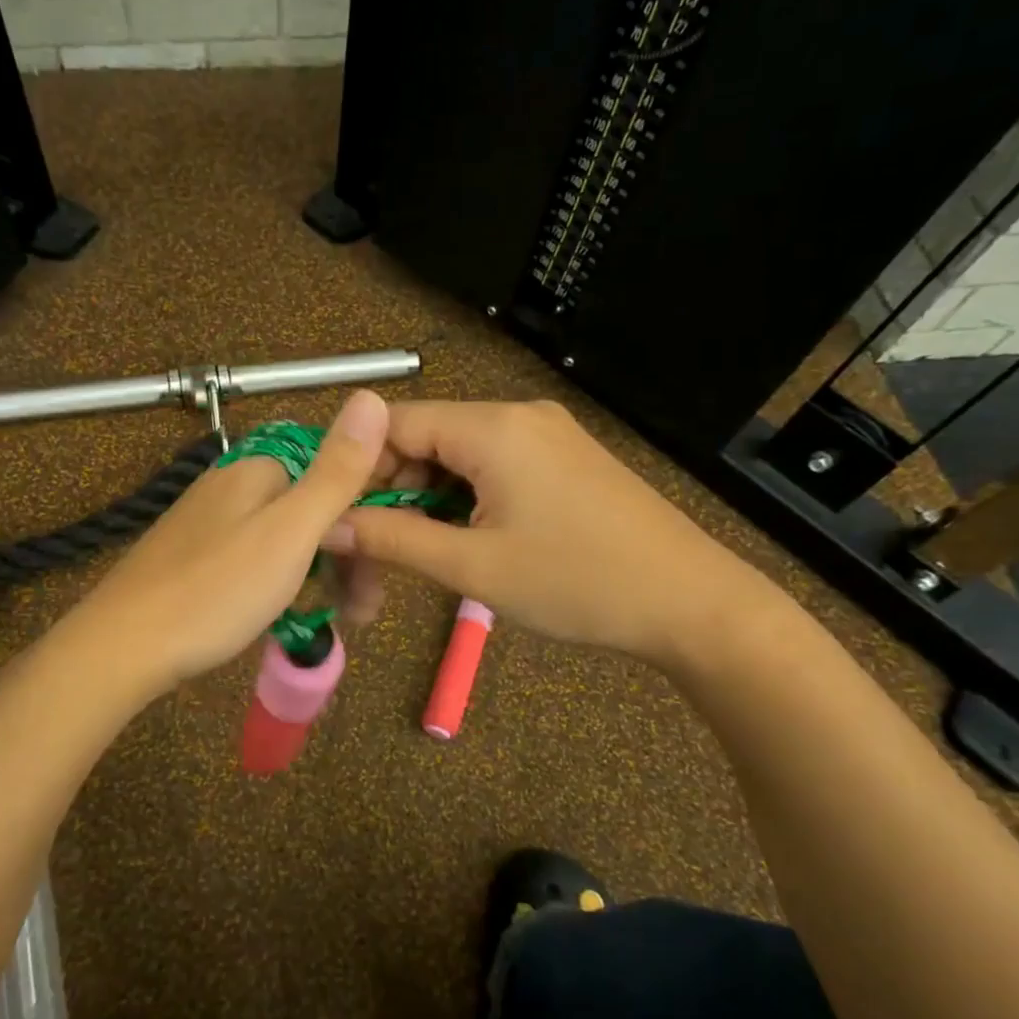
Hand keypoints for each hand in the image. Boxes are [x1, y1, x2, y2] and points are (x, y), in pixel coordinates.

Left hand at [67, 390, 389, 697]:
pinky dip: (285, 582)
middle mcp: (234, 484)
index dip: (369, 514)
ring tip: (340, 619)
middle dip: (347, 555)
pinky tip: (291, 613)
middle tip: (364, 610)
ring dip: (322, 574)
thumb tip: (373, 396)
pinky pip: (259, 558)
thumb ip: (336, 471)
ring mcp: (212, 521)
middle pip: (312, 508)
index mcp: (259, 469)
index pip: (335, 471)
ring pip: (288, 538)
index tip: (385, 566)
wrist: (123, 647)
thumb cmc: (216, 590)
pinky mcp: (197, 556)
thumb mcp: (290, 532)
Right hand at [324, 399, 774, 671]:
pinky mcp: (564, 459)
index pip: (395, 423)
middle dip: (393, 488)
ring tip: (420, 551)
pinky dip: (465, 498)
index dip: (357, 466)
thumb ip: (393, 540)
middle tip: (376, 548)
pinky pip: (493, 466)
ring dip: (428, 498)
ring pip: (458, 455)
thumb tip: (327, 528)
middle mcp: (518, 415)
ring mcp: (546, 435)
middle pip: (426, 437)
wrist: (692, 603)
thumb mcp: (473, 567)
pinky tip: (465, 538)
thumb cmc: (578, 583)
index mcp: (493, 428)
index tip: (337, 516)